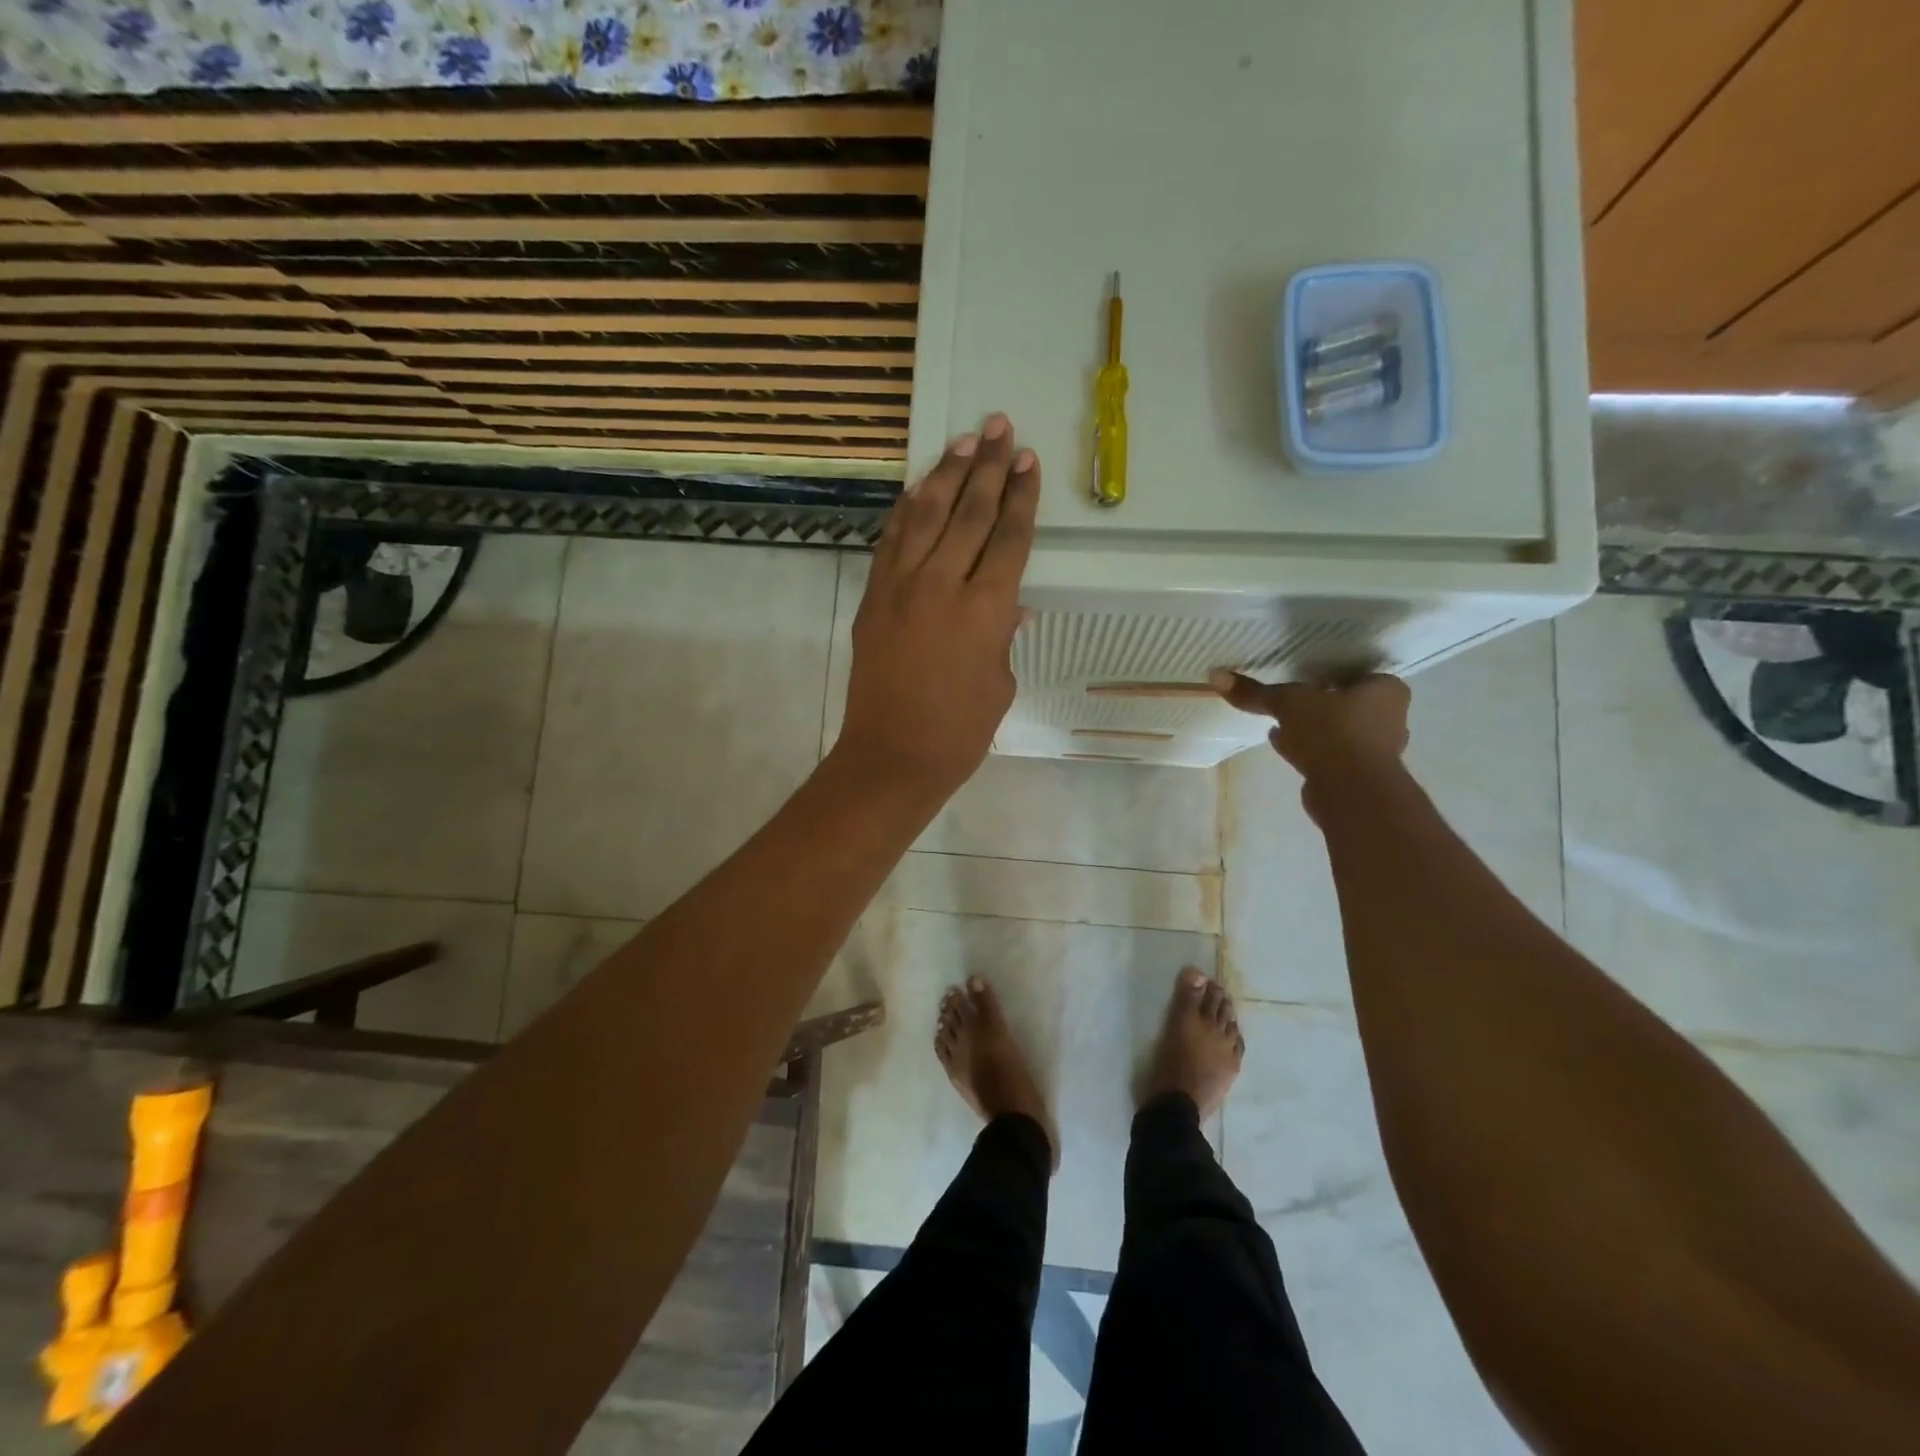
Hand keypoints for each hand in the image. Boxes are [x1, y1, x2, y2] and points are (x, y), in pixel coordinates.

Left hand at [835, 413, 1040, 800]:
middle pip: (970, 512)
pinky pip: (892, 541)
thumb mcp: (999, 682)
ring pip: (926, 515)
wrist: (892, 755)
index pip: (1008, 537)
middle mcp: (942, 584)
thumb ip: (1003, 635)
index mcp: (986, 609)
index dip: (1021, 496)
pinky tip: (918, 489)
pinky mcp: (873, 596)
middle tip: (999, 428)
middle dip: (988, 468)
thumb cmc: (959, 730)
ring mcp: (901, 587)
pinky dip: (907, 511)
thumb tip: (1010, 605)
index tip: (1027, 461)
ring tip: (963, 441)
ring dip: (946, 474)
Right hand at [1211, 670, 1410, 802]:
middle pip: (1348, 704)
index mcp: (1385, 690)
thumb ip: (1256, 692)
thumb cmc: (1332, 731)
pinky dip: (1308, 749)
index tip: (1304, 676)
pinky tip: (1282, 746)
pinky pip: (1329, 755)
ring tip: (1277, 723)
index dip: (1330, 674)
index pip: (1358, 674)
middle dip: (1320, 704)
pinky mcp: (1358, 776)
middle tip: (1290, 698)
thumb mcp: (1289, 703)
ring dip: (1311, 729)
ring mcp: (1375, 750)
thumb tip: (1216, 675)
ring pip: (1337, 731)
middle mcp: (1389, 718)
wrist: (1351, 791)